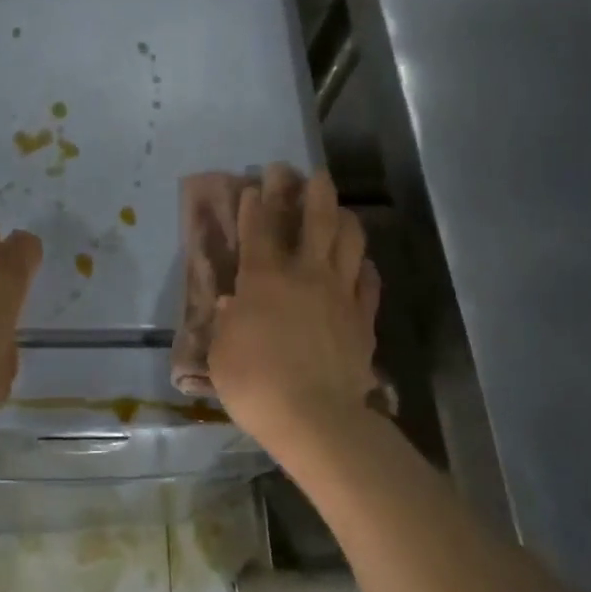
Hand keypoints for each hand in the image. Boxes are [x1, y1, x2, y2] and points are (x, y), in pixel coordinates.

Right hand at [208, 165, 381, 457]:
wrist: (316, 418)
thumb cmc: (255, 383)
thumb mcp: (221, 351)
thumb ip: (226, 321)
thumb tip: (230, 303)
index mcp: (264, 278)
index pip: (259, 227)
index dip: (256, 202)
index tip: (256, 184)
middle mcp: (305, 274)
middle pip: (316, 219)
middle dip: (311, 190)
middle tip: (308, 173)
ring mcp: (340, 293)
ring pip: (350, 241)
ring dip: (344, 218)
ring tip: (339, 209)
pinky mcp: (363, 318)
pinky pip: (369, 281)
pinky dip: (365, 267)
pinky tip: (362, 264)